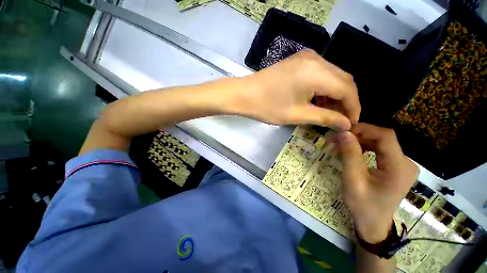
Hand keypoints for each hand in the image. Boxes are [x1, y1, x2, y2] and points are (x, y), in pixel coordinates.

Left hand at [230, 50, 359, 130]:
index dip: (353, 108)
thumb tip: (346, 124)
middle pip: (343, 80)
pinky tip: (318, 100)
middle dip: (346, 101)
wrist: (244, 95)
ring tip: (329, 113)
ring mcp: (306, 57)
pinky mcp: (298, 61)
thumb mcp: (297, 115)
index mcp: (317, 72)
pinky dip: (323, 87)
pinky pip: (320, 73)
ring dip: (334, 94)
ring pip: (332, 76)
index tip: (351, 124)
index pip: (347, 90)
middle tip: (341, 120)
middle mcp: (316, 59)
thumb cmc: (267, 107)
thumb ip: (325, 118)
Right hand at [336, 123, 418, 242]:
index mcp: (399, 168)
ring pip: (380, 142)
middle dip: (357, 136)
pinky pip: (380, 149)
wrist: (373, 223)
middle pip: (382, 138)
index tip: (342, 133)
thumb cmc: (363, 205)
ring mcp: (403, 164)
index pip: (385, 136)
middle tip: (336, 140)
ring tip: (340, 147)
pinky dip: (364, 148)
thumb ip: (350, 155)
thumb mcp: (352, 180)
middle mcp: (406, 163)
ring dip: (359, 141)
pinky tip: (352, 153)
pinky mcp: (396, 166)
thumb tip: (344, 133)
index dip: (363, 129)